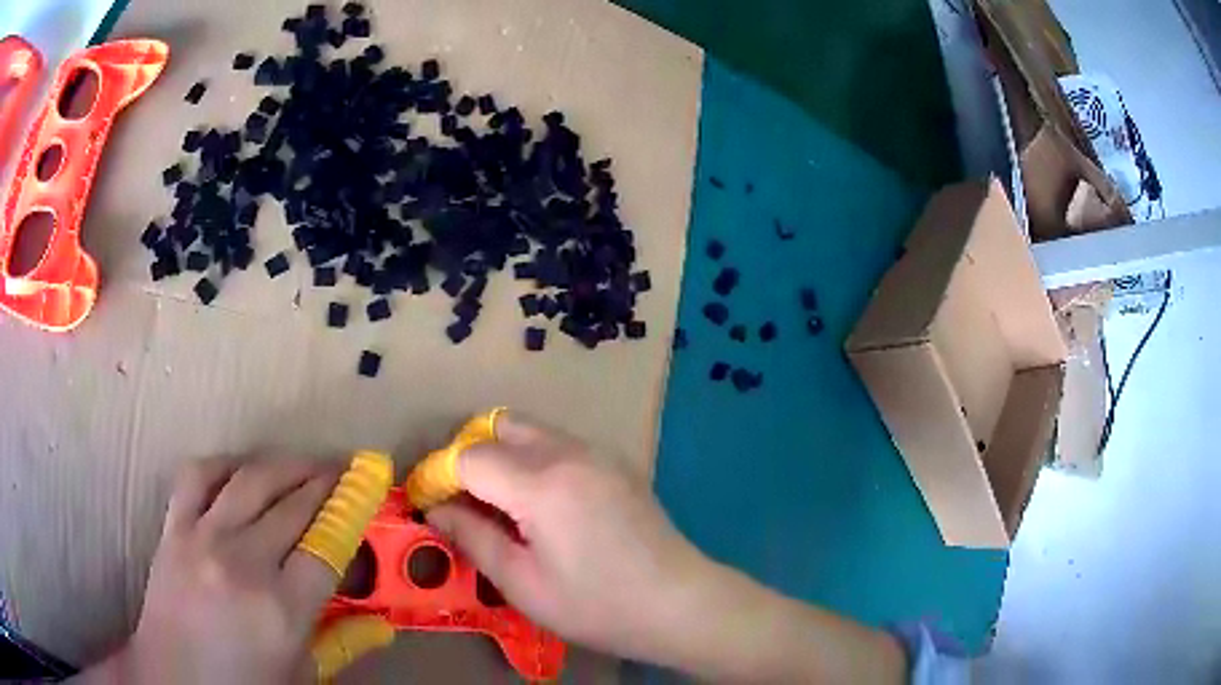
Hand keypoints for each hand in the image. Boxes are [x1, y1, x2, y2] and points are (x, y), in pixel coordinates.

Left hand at [100, 459, 342, 683]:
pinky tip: (240, 470)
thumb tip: (381, 628)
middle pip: (293, 505)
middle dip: (324, 482)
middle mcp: (244, 562)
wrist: (175, 677)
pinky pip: (198, 476)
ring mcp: (204, 537)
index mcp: (282, 608)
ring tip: (302, 464)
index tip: (364, 491)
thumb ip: (341, 644)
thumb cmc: (243, 684)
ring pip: (251, 480)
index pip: (327, 547)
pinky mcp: (174, 527)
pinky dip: (224, 464)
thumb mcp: (300, 673)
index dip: (350, 513)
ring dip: (284, 465)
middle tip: (342, 472)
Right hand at [425, 414, 712, 661]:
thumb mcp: (523, 583)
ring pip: (531, 431)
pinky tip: (541, 505)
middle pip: (499, 427)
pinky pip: (559, 444)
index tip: (428, 504)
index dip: (439, 476)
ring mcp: (598, 453)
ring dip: (502, 455)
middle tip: (462, 501)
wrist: (679, 603)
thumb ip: (473, 538)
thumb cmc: (596, 604)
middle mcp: (569, 452)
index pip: (469, 456)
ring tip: (499, 505)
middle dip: (470, 455)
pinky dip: (533, 460)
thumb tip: (436, 510)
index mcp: (541, 482)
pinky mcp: (616, 463)